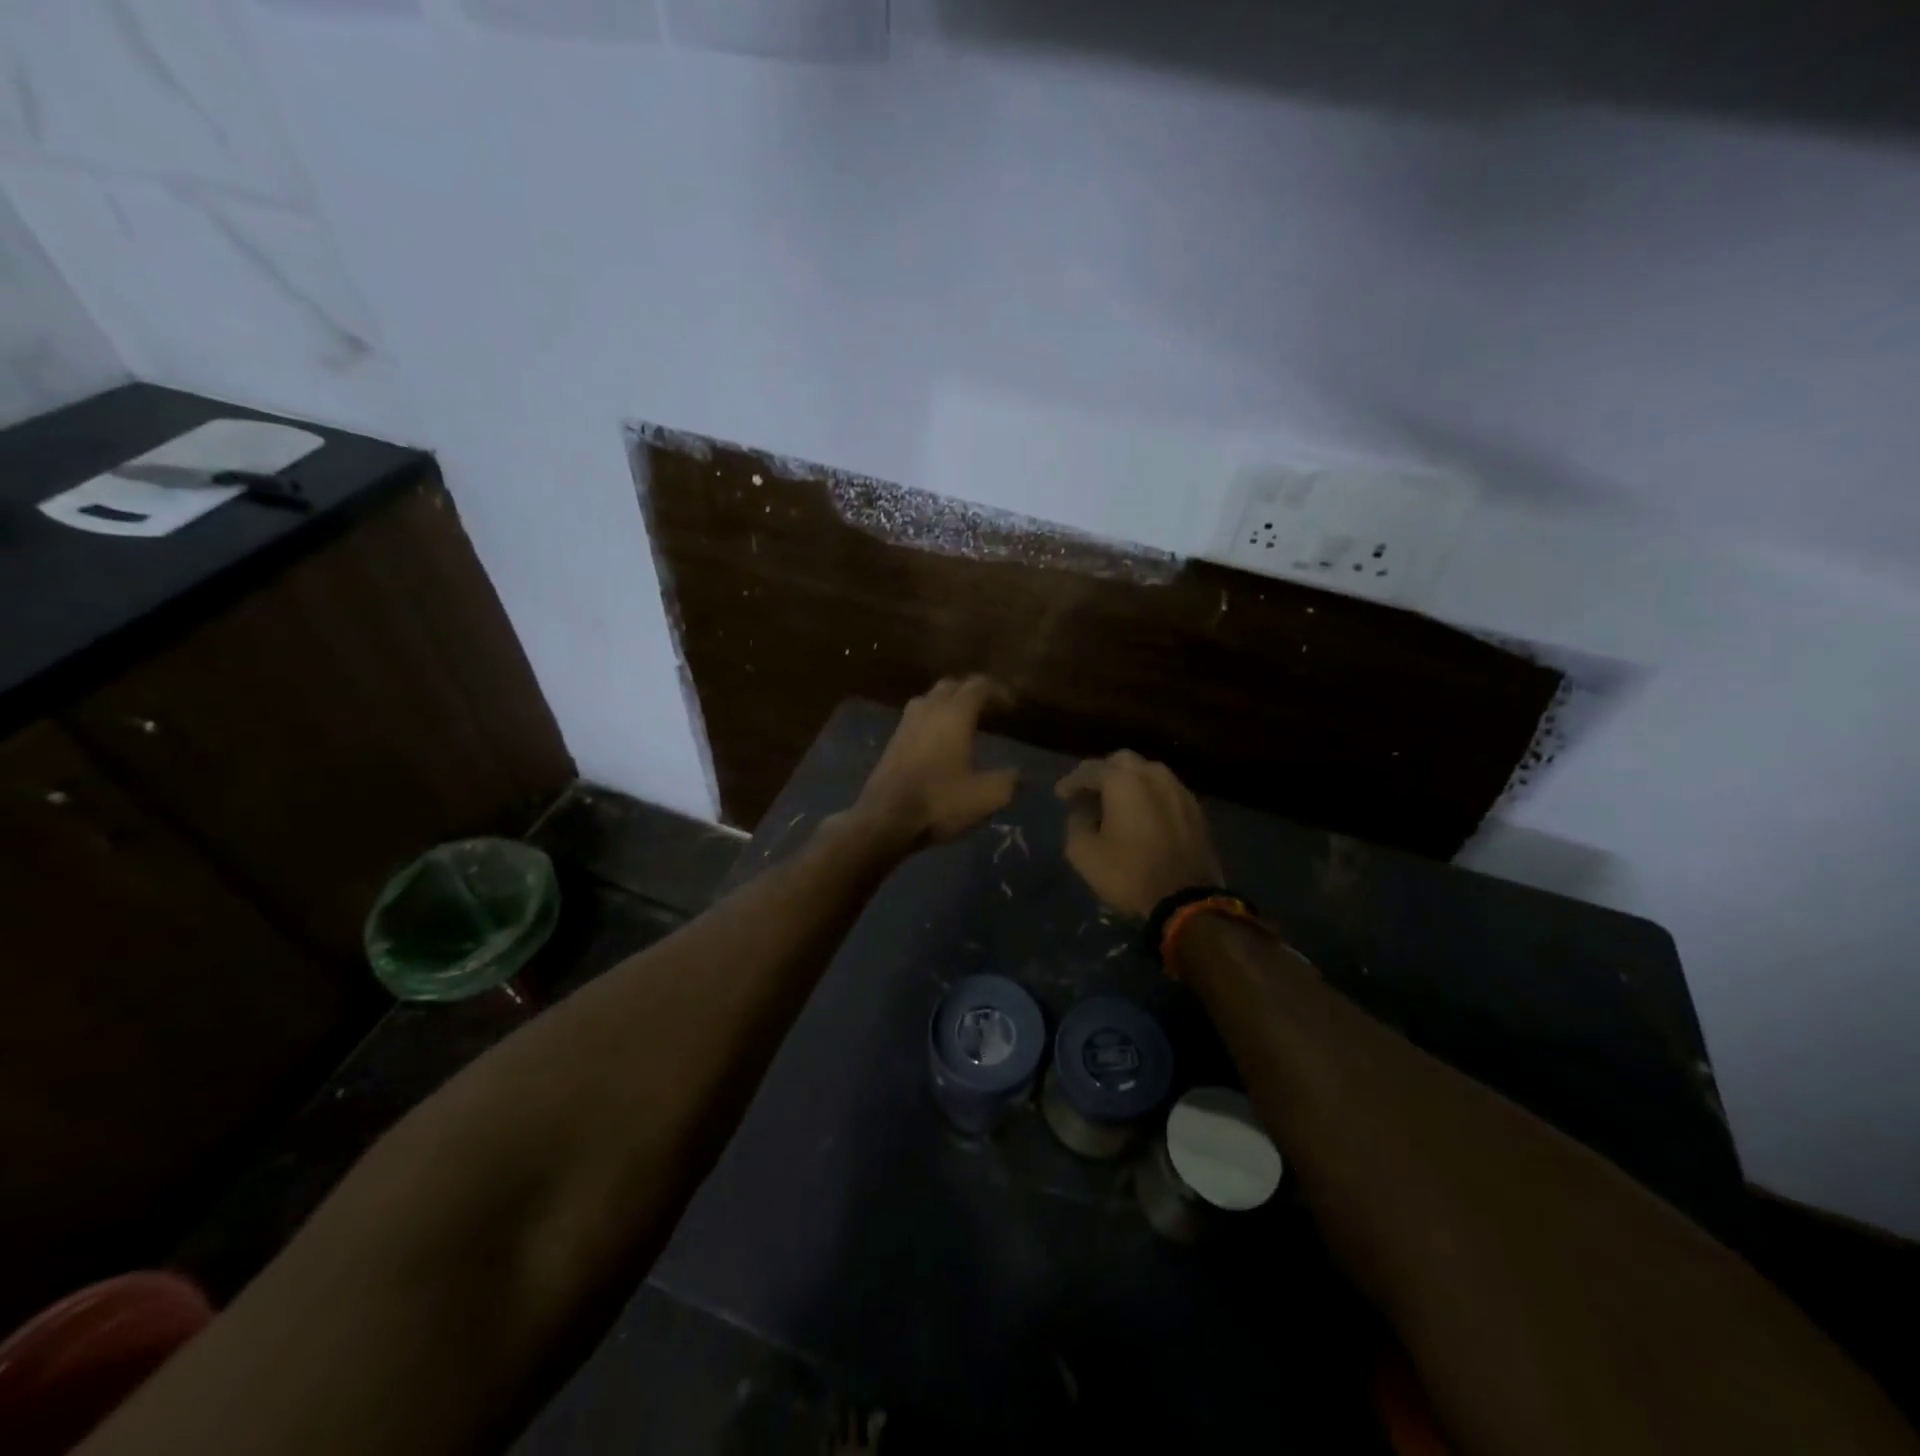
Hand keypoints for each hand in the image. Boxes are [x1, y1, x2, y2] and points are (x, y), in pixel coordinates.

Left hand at [852, 676, 1017, 847]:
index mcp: (954, 714)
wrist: (885, 819)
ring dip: (948, 704)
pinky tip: (940, 742)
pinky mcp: (892, 742)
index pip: (978, 686)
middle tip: (990, 711)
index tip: (1012, 706)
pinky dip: (933, 720)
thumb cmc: (940, 801)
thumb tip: (1018, 775)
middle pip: (951, 686)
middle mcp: (928, 709)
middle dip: (972, 692)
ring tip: (965, 723)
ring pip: (930, 699)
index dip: (998, 692)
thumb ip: (1008, 781)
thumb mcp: (987, 796)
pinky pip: (917, 718)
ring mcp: (906, 724)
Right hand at [1056, 751, 1223, 916]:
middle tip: (1089, 795)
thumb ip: (1076, 824)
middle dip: (1102, 774)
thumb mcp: (1083, 853)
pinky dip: (1148, 797)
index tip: (1060, 795)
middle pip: (1122, 762)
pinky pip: (1164, 792)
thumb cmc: (1129, 874)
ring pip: (1148, 774)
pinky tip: (1140, 817)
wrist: (1187, 902)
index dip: (1071, 782)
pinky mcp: (1196, 810)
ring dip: (1128, 784)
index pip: (1090, 770)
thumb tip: (1082, 813)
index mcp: (1124, 781)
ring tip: (1115, 805)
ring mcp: (1179, 791)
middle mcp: (1154, 776)